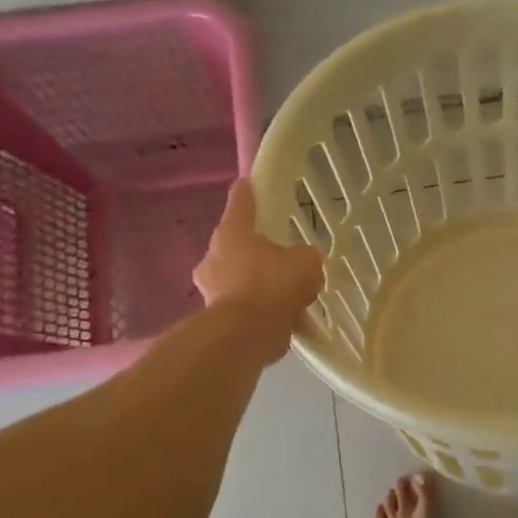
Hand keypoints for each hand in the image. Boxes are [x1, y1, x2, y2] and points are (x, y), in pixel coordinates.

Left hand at [194, 180, 324, 360]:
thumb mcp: (305, 262)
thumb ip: (305, 257)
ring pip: (241, 280)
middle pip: (237, 246)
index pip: (241, 203)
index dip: (248, 192)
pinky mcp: (217, 319)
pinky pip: (247, 309)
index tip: (247, 183)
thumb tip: (302, 263)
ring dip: (261, 286)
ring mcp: (212, 290)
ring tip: (292, 297)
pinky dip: (264, 313)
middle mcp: (215, 257)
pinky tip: (289, 321)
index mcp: (232, 234)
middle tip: (282, 259)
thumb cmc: (272, 285)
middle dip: (258, 253)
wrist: (246, 335)